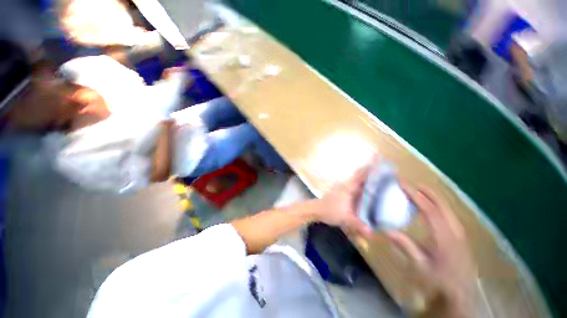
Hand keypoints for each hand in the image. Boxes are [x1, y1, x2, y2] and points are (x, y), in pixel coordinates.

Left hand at [312, 162, 374, 238]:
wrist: (316, 209)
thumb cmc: (330, 210)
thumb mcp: (345, 218)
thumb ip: (358, 225)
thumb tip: (373, 234)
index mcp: (349, 187)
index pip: (361, 174)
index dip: (370, 167)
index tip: (379, 158)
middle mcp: (347, 184)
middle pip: (360, 174)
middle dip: (370, 169)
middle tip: (384, 167)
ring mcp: (344, 187)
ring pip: (357, 179)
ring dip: (366, 176)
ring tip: (379, 176)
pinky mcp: (342, 191)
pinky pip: (355, 185)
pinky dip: (362, 183)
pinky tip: (368, 189)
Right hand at [386, 185, 476, 316]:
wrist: (460, 295)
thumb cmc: (439, 281)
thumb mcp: (419, 264)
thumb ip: (404, 244)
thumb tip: (385, 229)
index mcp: (444, 237)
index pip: (429, 209)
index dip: (415, 195)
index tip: (402, 184)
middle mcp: (454, 231)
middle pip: (441, 204)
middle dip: (426, 191)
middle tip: (411, 183)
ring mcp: (459, 233)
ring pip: (446, 208)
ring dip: (432, 197)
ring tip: (419, 191)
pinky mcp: (460, 236)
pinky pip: (448, 214)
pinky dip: (437, 206)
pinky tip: (429, 208)